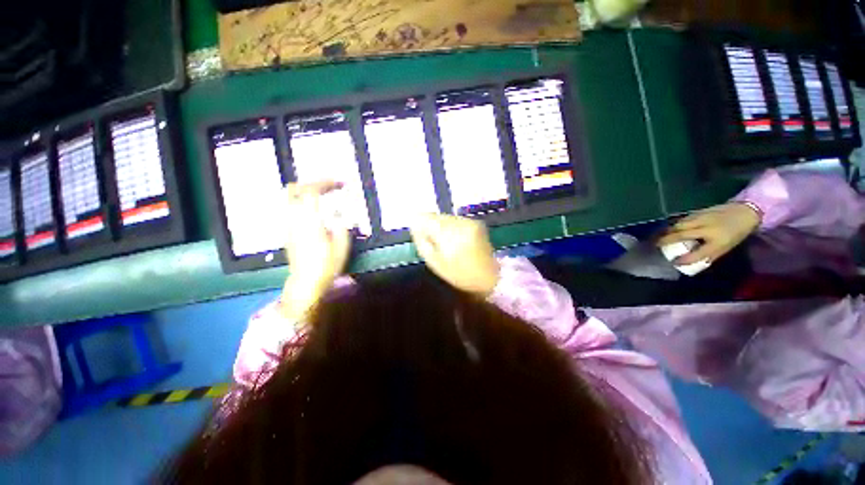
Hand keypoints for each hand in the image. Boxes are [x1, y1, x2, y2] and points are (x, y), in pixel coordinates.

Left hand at [281, 181, 350, 320]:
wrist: (306, 282)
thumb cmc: (326, 264)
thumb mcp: (341, 244)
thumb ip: (341, 222)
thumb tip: (339, 209)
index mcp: (309, 220)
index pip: (312, 191)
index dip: (326, 183)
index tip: (340, 183)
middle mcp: (294, 218)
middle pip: (294, 189)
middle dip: (312, 183)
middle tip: (328, 186)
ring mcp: (288, 224)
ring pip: (290, 198)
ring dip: (306, 192)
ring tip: (324, 196)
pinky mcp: (288, 231)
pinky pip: (292, 208)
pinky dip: (303, 202)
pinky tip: (316, 210)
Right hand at [410, 214, 499, 295]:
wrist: (490, 276)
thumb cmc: (460, 274)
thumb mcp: (435, 263)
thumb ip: (423, 242)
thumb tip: (414, 226)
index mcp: (449, 235)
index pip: (425, 218)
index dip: (418, 223)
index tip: (418, 233)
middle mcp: (459, 223)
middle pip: (436, 216)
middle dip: (430, 226)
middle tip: (433, 242)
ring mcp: (469, 221)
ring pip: (445, 217)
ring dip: (441, 226)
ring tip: (446, 243)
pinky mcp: (476, 222)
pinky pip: (455, 220)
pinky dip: (451, 227)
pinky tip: (455, 240)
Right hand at [657, 203, 760, 264]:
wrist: (745, 212)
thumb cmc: (736, 233)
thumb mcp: (726, 247)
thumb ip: (709, 254)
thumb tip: (691, 261)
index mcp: (718, 241)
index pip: (698, 253)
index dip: (685, 259)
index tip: (673, 262)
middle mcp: (707, 229)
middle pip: (681, 234)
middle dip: (666, 240)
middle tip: (656, 245)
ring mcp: (702, 218)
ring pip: (679, 225)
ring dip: (667, 231)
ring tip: (660, 236)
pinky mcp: (699, 212)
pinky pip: (683, 219)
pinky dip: (674, 224)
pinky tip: (670, 228)